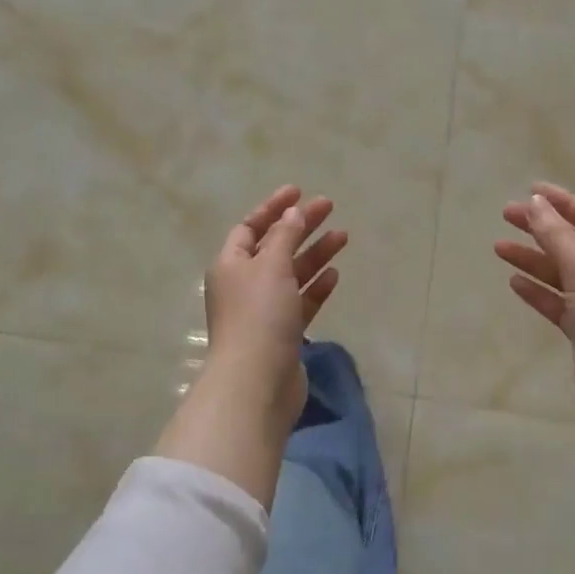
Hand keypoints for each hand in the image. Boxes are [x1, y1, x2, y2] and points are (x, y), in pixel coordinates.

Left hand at [202, 185, 345, 430]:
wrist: (257, 381)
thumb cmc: (259, 315)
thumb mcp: (271, 266)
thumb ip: (284, 235)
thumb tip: (292, 212)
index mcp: (231, 265)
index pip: (250, 227)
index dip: (273, 208)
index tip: (299, 191)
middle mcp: (244, 285)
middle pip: (275, 247)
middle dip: (301, 226)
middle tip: (329, 207)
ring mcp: (263, 311)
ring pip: (292, 274)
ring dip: (315, 254)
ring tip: (343, 236)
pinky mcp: (283, 334)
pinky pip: (301, 302)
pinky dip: (316, 287)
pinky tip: (335, 275)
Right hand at [495, 183, 574, 445]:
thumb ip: (556, 235)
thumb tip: (536, 202)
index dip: (564, 203)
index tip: (530, 192)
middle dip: (542, 229)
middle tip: (507, 216)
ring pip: (563, 274)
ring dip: (534, 259)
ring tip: (498, 248)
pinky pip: (559, 303)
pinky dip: (539, 291)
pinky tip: (515, 282)